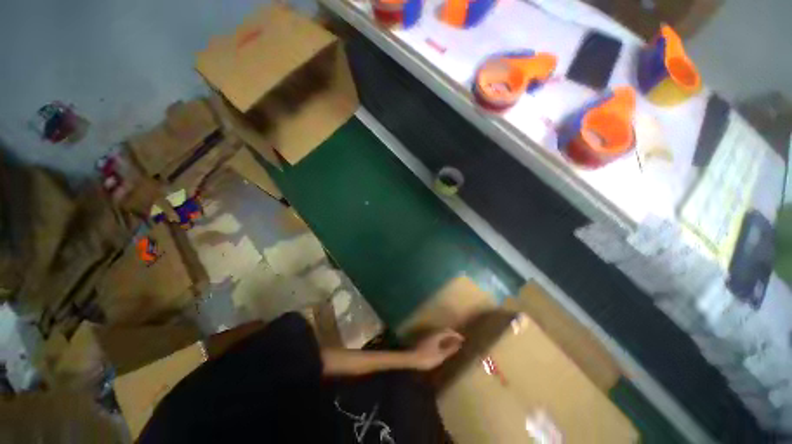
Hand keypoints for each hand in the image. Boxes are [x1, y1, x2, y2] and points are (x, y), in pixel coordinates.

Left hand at [410, 329, 463, 370]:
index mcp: (437, 335)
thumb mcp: (440, 356)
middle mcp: (433, 332)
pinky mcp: (425, 339)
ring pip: (440, 333)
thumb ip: (449, 349)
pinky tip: (442, 345)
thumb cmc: (427, 358)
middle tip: (458, 340)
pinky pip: (437, 336)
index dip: (456, 335)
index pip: (449, 332)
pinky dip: (442, 338)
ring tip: (452, 342)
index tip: (462, 339)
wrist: (411, 358)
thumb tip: (458, 344)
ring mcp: (428, 335)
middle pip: (444, 330)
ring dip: (446, 336)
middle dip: (452, 334)